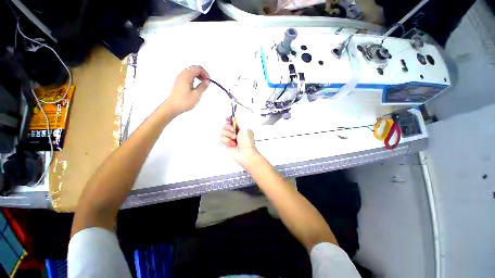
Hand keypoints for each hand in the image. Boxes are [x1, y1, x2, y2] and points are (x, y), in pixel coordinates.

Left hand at [165, 65, 209, 114]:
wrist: (172, 107)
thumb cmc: (185, 101)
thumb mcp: (197, 94)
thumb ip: (203, 86)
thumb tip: (207, 81)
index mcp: (187, 75)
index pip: (198, 68)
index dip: (205, 73)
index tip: (209, 81)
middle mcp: (182, 74)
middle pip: (194, 68)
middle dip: (202, 74)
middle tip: (206, 82)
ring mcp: (179, 78)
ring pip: (191, 72)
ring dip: (198, 77)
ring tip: (202, 85)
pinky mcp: (179, 83)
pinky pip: (188, 77)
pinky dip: (194, 79)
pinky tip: (196, 87)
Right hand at [220, 118, 259, 167]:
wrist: (245, 154)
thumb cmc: (247, 142)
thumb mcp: (245, 129)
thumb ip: (239, 121)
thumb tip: (236, 115)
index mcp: (241, 127)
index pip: (232, 120)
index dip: (229, 119)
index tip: (227, 119)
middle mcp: (235, 132)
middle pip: (226, 125)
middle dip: (229, 128)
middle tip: (234, 132)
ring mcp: (230, 137)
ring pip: (223, 131)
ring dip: (229, 135)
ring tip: (234, 139)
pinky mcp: (226, 142)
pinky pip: (222, 137)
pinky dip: (227, 140)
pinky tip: (232, 144)